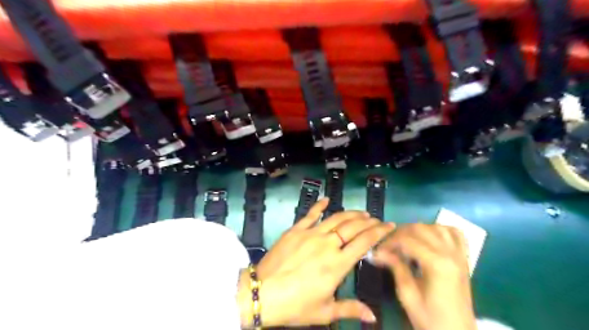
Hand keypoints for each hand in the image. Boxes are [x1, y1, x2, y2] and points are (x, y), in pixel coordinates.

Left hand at [237, 199, 394, 327]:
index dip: (379, 232)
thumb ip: (350, 309)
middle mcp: (327, 244)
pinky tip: (327, 199)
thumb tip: (373, 316)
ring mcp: (311, 234)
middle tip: (376, 219)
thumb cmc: (295, 305)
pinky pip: (310, 214)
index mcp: (337, 264)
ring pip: (336, 218)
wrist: (263, 293)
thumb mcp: (325, 311)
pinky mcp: (296, 229)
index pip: (364, 242)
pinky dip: (319, 205)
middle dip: (368, 221)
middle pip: (353, 227)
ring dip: (351, 213)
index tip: (388, 225)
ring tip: (361, 212)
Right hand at [375, 224, 475, 329]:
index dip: (389, 241)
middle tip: (388, 245)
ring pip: (437, 227)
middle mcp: (450, 254)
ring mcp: (460, 255)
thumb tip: (377, 251)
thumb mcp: (407, 295)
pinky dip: (441, 230)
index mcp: (437, 264)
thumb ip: (395, 267)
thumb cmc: (430, 319)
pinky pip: (455, 234)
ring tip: (406, 240)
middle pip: (421, 229)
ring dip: (418, 229)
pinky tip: (430, 236)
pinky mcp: (464, 259)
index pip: (407, 240)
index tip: (378, 249)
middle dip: (400, 233)